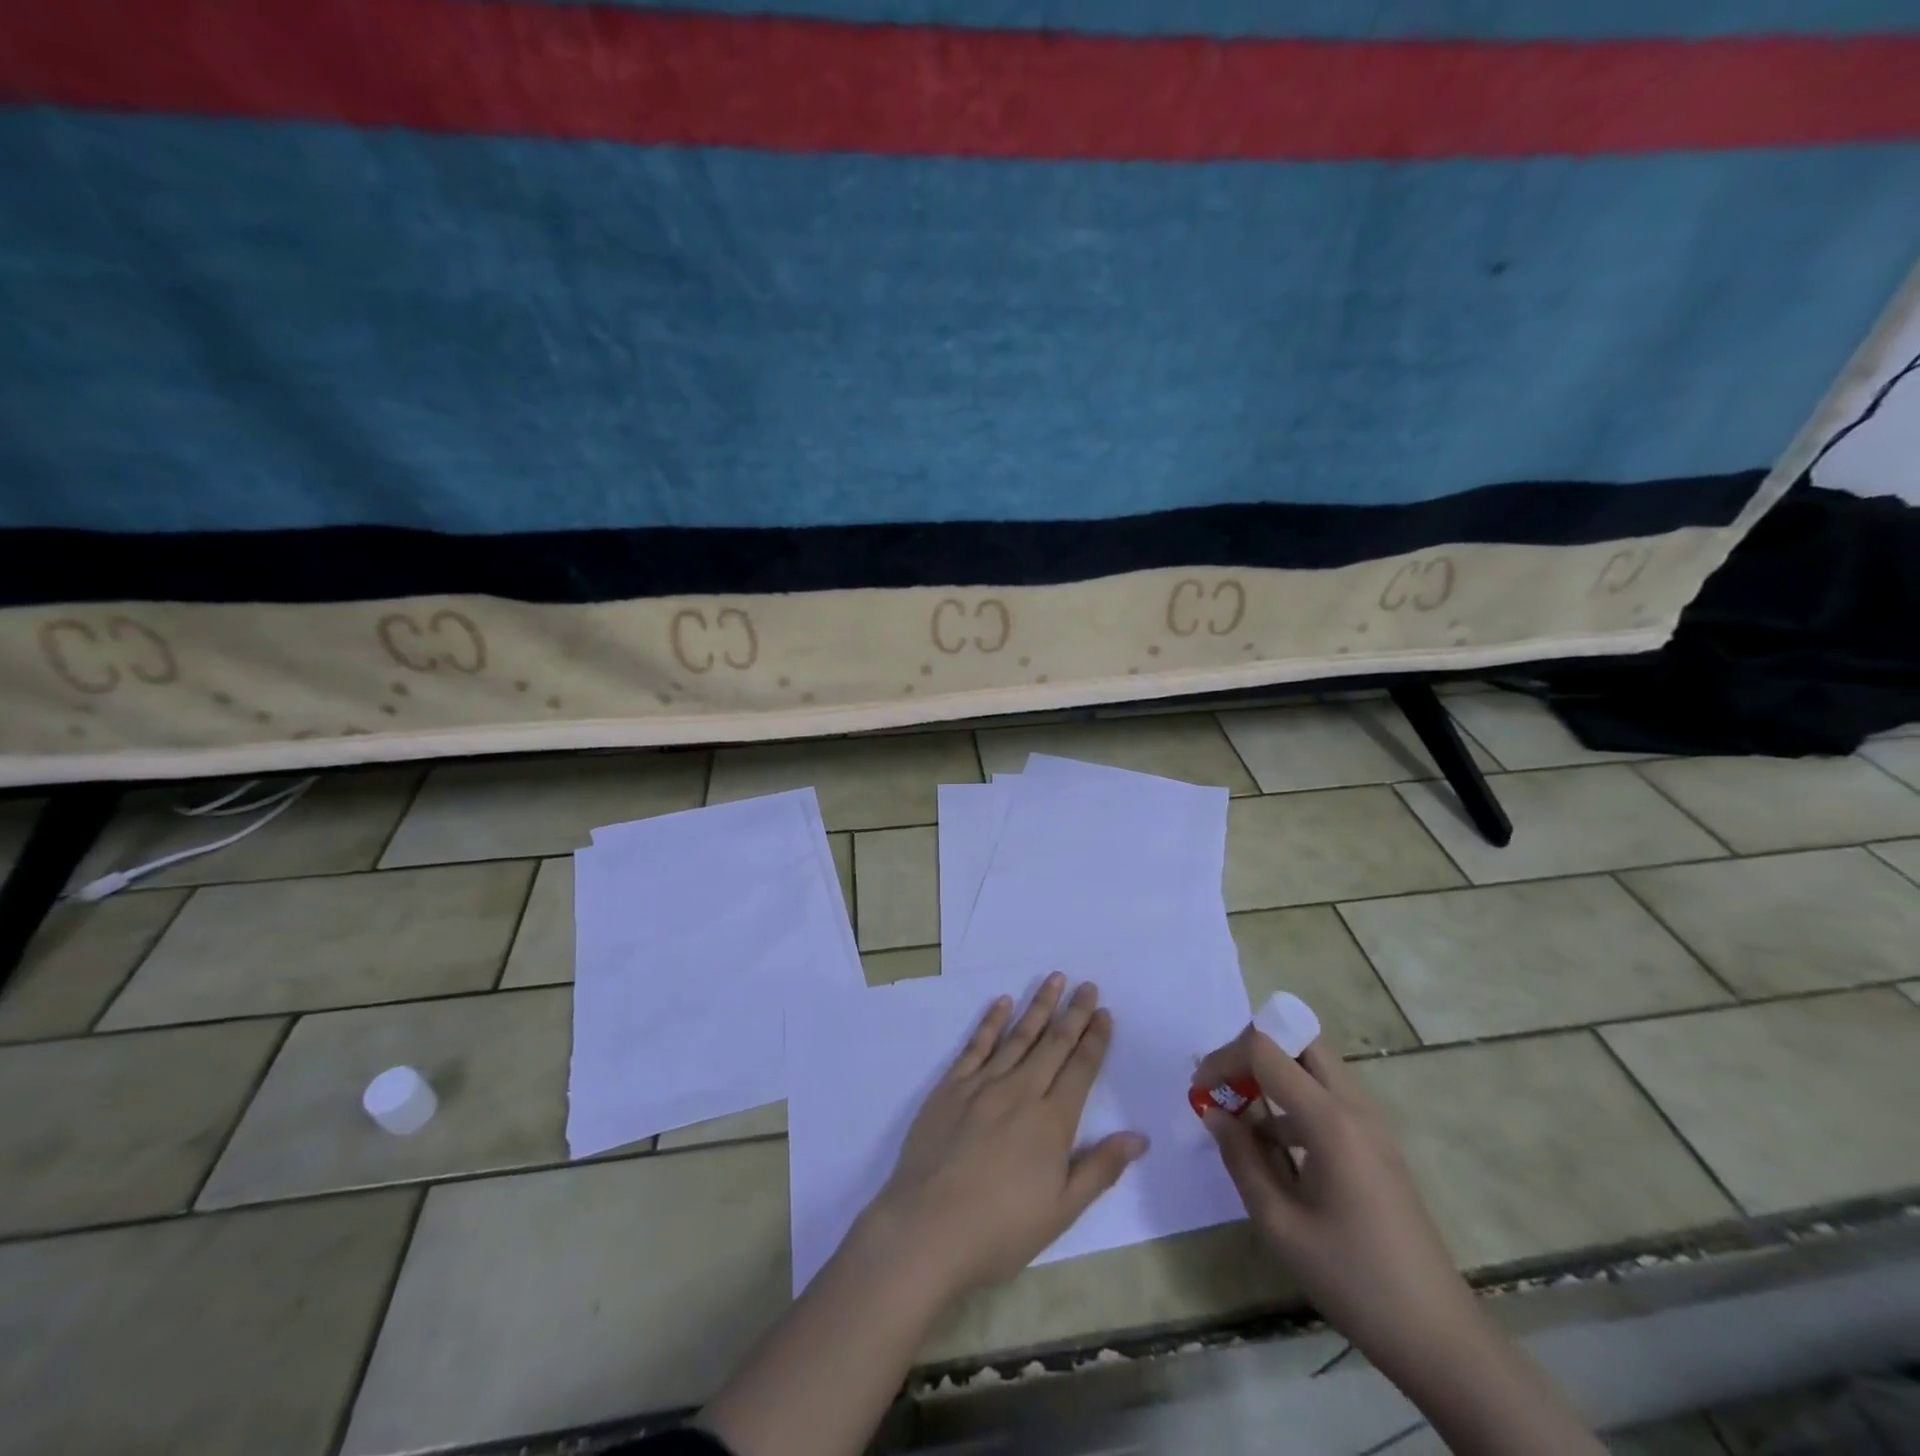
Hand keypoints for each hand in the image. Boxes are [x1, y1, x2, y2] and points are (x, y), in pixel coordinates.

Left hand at [864, 973, 1148, 1298]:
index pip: (1080, 1069)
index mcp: (1051, 1122)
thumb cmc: (1000, 1229)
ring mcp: (983, 1084)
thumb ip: (1099, 1169)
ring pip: (1018, 1035)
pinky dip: (991, 1021)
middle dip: (1074, 1013)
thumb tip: (1138, 1137)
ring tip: (1054, 979)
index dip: (1095, 1039)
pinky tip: (1002, 1002)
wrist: (928, 1227)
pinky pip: (976, 1045)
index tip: (1104, 1013)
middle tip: (1087, 985)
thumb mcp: (1061, 1211)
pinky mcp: (951, 1086)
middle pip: (1053, 1044)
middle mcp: (1021, 1091)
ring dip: (1038, 1006)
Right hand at [1192, 1025, 1476, 1375]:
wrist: (1438, 1339)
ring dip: (1273, 1074)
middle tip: (1223, 1084)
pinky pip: (1327, 1098)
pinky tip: (1271, 1146)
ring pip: (1314, 1067)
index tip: (1199, 1090)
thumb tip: (1212, 1113)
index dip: (1224, 1058)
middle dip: (1252, 1050)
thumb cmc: (1352, 1280)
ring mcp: (1371, 1125)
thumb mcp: (1279, 1224)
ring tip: (1237, 1113)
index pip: (1266, 1051)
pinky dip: (1292, 1101)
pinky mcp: (1376, 1146)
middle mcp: (1355, 1108)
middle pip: (1299, 1041)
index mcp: (1331, 1121)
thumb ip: (1240, 1158)